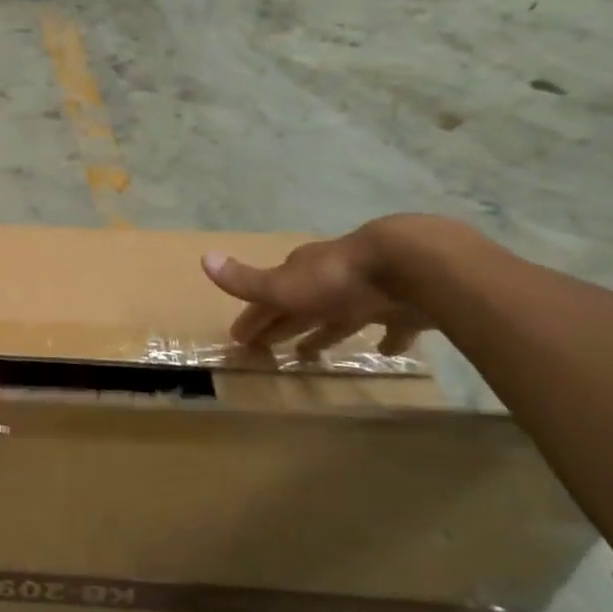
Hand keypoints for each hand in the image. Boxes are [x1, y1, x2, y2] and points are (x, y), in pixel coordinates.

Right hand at [201, 217, 442, 357]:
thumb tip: (204, 258)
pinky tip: (385, 350)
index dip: (253, 316)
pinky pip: (392, 325)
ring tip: (312, 353)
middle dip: (284, 323)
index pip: (269, 296)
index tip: (240, 338)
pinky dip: (387, 337)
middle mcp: (332, 280)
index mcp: (302, 274)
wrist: (409, 264)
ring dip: (326, 331)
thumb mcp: (284, 284)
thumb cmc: (339, 279)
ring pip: (342, 315)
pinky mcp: (404, 306)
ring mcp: (369, 292)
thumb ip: (246, 280)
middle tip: (269, 348)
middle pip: (302, 306)